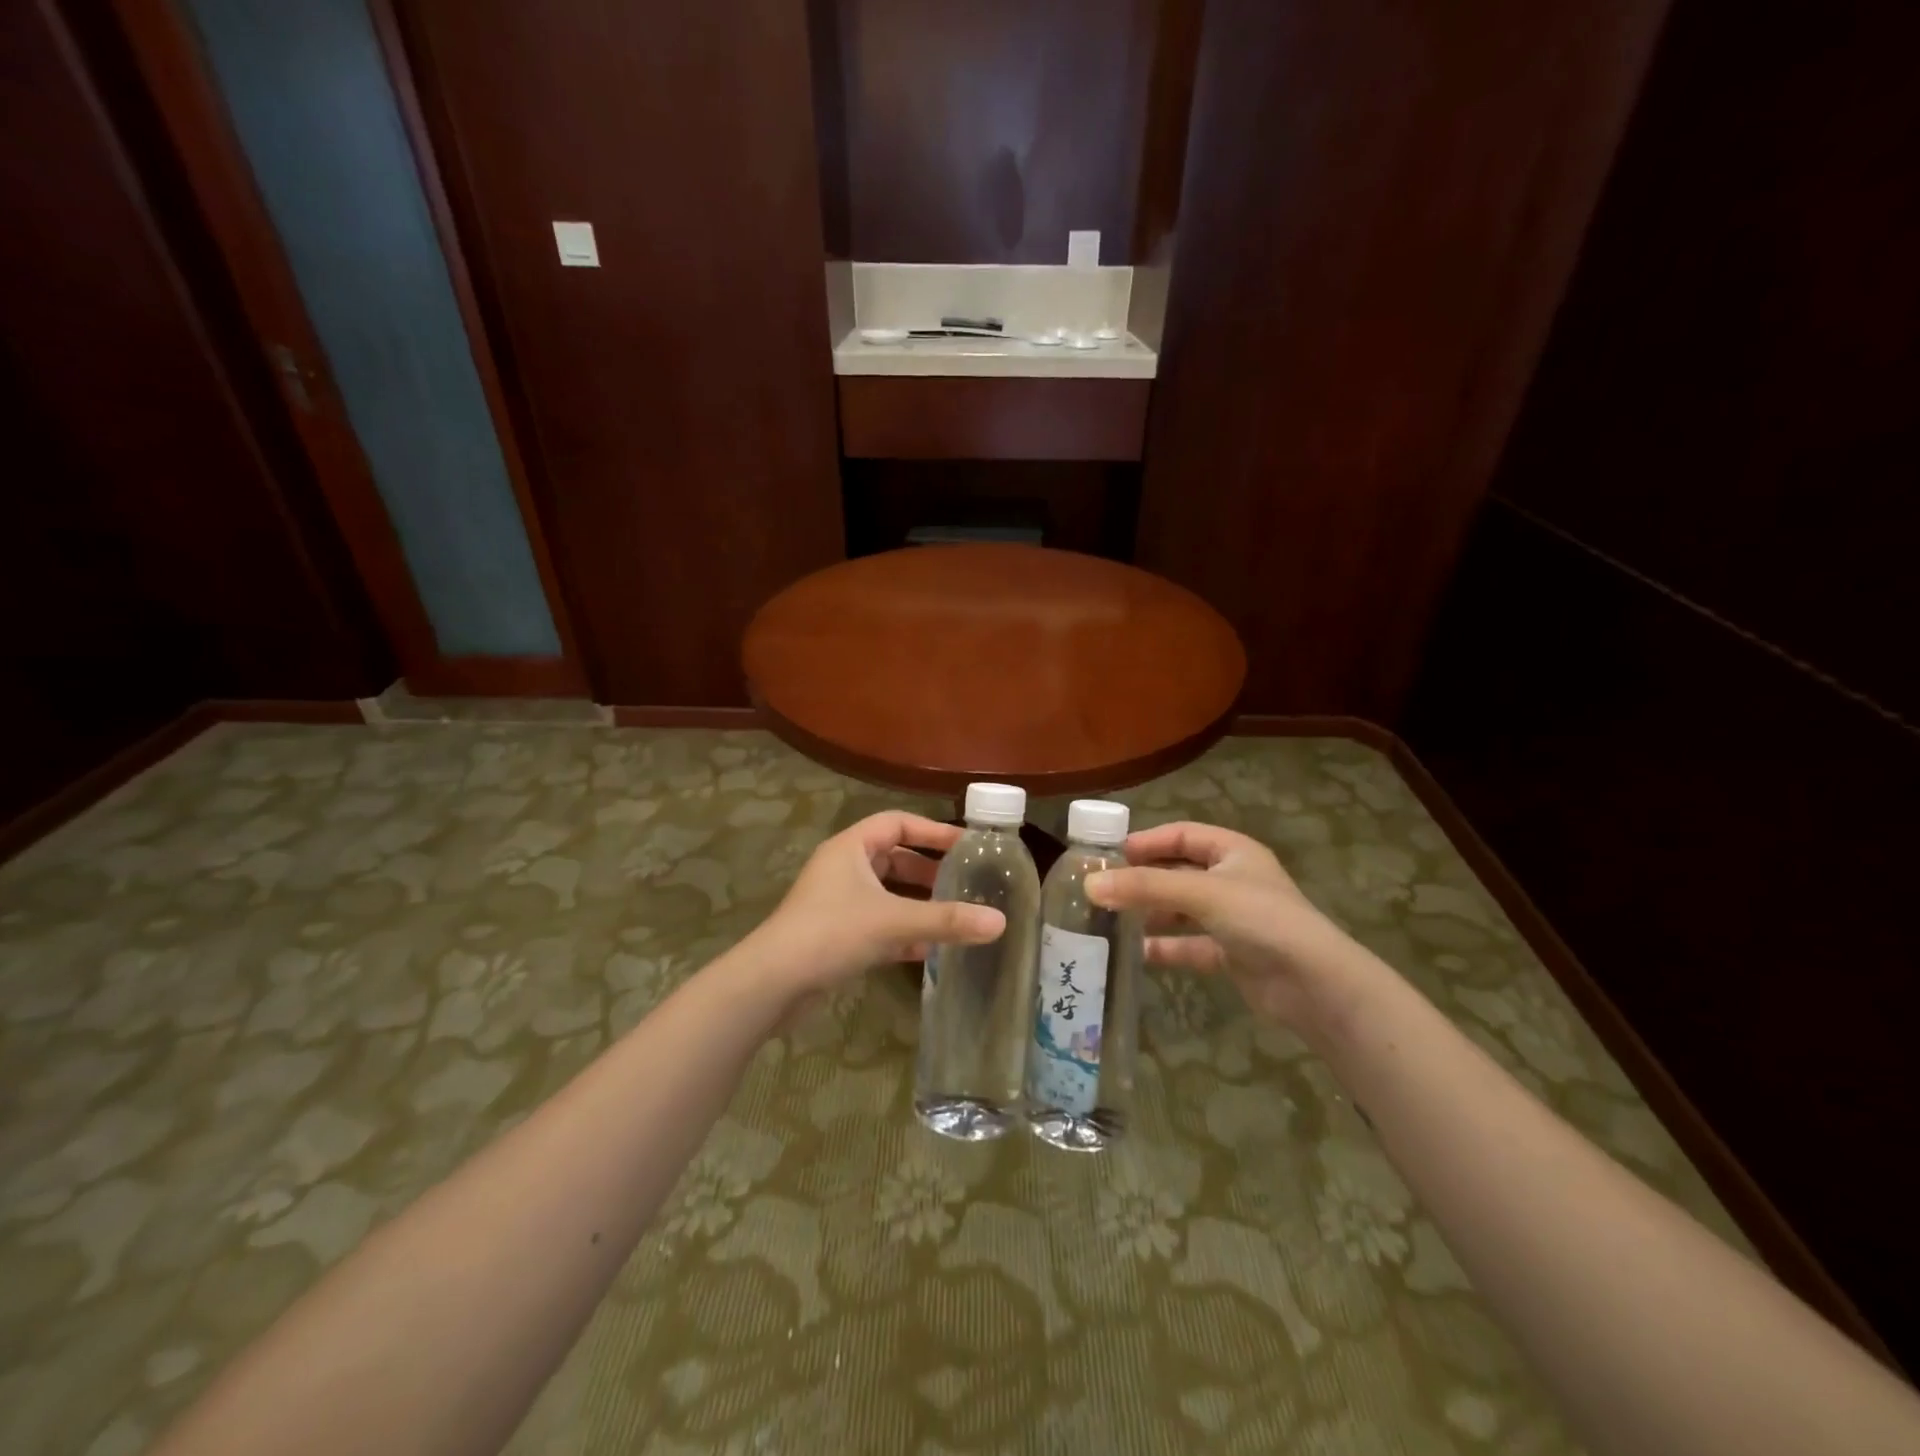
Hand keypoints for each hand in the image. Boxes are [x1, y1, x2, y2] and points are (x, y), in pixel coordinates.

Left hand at [749, 812, 1005, 997]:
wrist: (772, 984)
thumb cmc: (831, 933)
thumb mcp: (894, 922)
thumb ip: (947, 920)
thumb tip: (1000, 922)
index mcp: (851, 847)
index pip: (898, 823)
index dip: (933, 831)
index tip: (967, 845)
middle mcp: (843, 868)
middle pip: (894, 858)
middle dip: (929, 870)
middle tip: (965, 883)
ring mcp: (838, 903)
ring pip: (887, 894)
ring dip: (918, 904)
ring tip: (956, 915)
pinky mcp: (836, 935)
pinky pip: (879, 924)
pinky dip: (903, 932)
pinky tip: (931, 950)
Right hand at [1086, 821, 1360, 1031]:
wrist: (1315, 986)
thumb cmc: (1261, 920)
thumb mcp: (1201, 893)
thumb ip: (1146, 887)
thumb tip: (1090, 885)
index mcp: (1233, 851)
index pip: (1182, 835)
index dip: (1147, 841)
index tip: (1109, 854)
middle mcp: (1233, 880)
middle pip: (1178, 872)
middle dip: (1143, 879)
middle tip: (1102, 888)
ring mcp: (1233, 919)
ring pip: (1181, 909)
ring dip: (1151, 913)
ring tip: (1111, 919)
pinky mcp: (1232, 954)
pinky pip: (1189, 944)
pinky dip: (1166, 947)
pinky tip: (1136, 954)